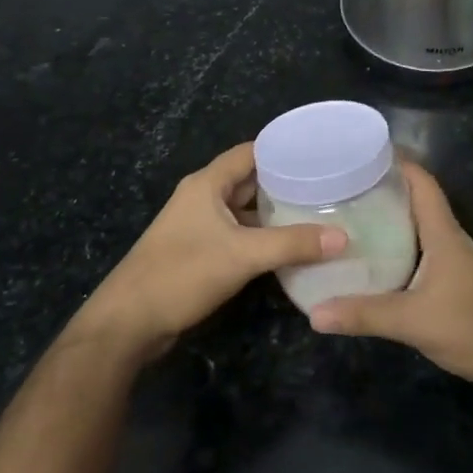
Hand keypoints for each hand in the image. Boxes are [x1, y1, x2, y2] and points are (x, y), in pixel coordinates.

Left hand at [79, 142, 345, 362]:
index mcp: (207, 184)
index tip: (322, 154)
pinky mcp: (200, 253)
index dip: (284, 150)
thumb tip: (343, 237)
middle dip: (287, 184)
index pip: (251, 152)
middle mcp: (203, 198)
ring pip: (246, 212)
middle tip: (331, 188)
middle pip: (251, 181)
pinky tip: (292, 248)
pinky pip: (240, 236)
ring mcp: (200, 227)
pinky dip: (264, 238)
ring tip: (320, 215)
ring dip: (277, 214)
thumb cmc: (182, 274)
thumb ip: (293, 244)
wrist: (129, 322)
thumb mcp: (242, 255)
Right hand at [309, 163, 472, 404]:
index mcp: (444, 235)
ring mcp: (454, 262)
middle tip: (341, 186)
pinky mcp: (453, 283)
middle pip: (417, 201)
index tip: (362, 151)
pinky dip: (396, 248)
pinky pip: (419, 253)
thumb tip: (313, 313)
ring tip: (348, 217)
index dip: (398, 162)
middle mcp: (449, 240)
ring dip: (389, 219)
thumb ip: (364, 314)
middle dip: (384, 189)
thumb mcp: (413, 321)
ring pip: (418, 229)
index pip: (423, 184)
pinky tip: (373, 261)